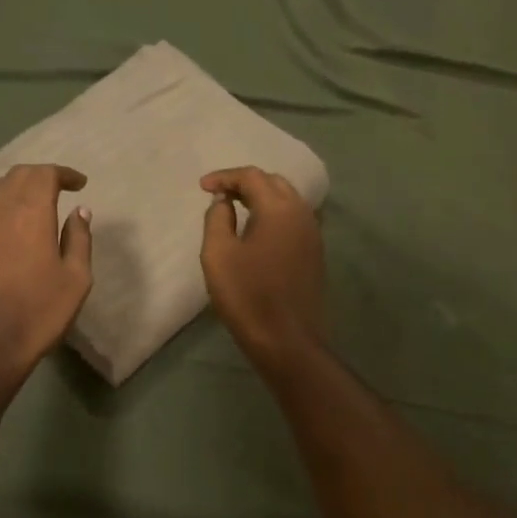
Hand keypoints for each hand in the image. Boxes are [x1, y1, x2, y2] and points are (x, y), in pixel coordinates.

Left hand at [0, 164, 92, 380]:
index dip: (64, 174)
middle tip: (55, 190)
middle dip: (39, 177)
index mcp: (31, 210)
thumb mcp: (76, 278)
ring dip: (11, 191)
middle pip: (17, 175)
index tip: (78, 184)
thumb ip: (79, 238)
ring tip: (23, 205)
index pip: (46, 173)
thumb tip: (79, 211)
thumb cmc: (40, 311)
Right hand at [199, 167, 326, 369]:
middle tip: (219, 195)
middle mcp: (301, 213)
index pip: (251, 177)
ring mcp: (313, 233)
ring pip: (287, 199)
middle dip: (245, 183)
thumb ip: (217, 219)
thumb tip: (224, 201)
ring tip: (235, 208)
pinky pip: (294, 218)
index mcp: (279, 209)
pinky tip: (257, 229)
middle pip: (273, 182)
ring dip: (261, 197)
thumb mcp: (218, 254)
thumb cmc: (247, 296)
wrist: (287, 340)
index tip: (202, 187)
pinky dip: (274, 213)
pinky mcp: (315, 252)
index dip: (224, 177)